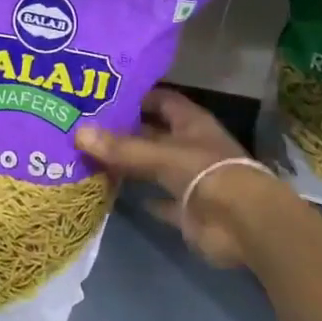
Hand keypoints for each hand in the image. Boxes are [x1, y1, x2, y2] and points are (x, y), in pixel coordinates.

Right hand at [75, 88, 287, 268]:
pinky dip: (141, 199)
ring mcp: (189, 178)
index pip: (161, 100)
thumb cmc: (207, 175)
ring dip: (129, 164)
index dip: (136, 96)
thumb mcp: (161, 155)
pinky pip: (159, 200)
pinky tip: (113, 194)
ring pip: (153, 166)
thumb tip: (78, 132)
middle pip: (153, 133)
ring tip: (88, 157)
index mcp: (190, 123)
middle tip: (84, 126)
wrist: (243, 226)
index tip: (102, 95)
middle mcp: (189, 146)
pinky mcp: (186, 209)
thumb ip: (121, 147)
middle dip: (123, 131)